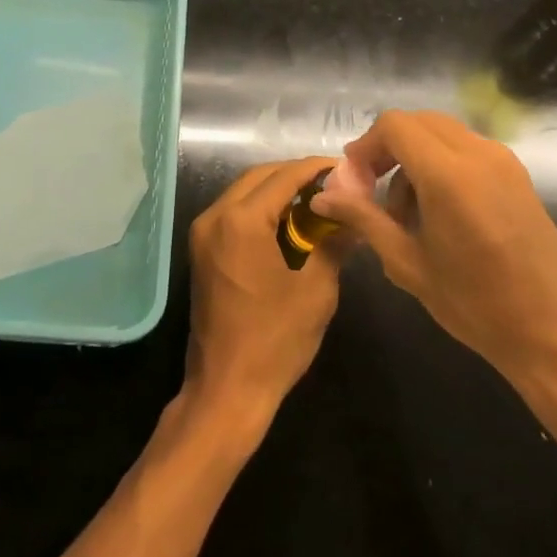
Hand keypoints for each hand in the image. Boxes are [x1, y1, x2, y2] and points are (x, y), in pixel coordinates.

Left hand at [183, 158, 341, 429]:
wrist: (226, 388)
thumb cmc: (275, 340)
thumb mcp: (316, 290)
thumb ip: (333, 243)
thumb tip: (355, 215)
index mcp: (242, 220)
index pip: (284, 176)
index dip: (316, 168)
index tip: (345, 168)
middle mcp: (215, 216)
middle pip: (259, 177)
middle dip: (296, 176)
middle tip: (334, 184)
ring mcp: (204, 232)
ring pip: (244, 192)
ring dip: (277, 191)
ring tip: (317, 201)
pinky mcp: (202, 249)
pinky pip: (234, 213)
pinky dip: (261, 209)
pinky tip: (290, 223)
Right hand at [313, 111, 556, 389]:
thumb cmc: (477, 306)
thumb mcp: (408, 264)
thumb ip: (363, 219)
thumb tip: (321, 196)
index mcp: (449, 175)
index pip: (394, 125)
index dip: (366, 146)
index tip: (354, 182)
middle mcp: (479, 154)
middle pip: (418, 122)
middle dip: (387, 148)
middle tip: (371, 191)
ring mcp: (504, 162)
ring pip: (442, 133)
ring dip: (413, 157)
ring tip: (405, 213)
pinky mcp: (518, 177)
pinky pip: (466, 150)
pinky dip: (440, 164)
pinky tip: (438, 212)